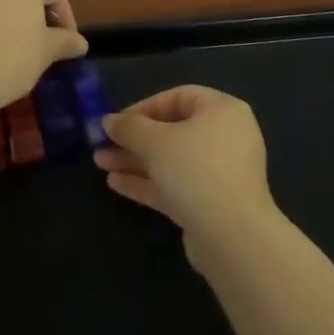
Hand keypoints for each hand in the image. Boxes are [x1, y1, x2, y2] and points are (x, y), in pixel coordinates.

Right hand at [94, 85, 279, 268]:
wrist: (232, 236)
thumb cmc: (196, 170)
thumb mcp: (156, 141)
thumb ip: (129, 127)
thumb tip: (108, 120)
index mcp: (222, 110)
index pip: (178, 97)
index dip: (144, 107)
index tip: (117, 122)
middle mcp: (225, 136)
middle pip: (173, 130)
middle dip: (135, 139)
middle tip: (102, 144)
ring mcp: (220, 172)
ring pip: (171, 160)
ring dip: (136, 161)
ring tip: (100, 164)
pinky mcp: (211, 203)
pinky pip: (176, 184)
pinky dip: (149, 182)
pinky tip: (116, 184)